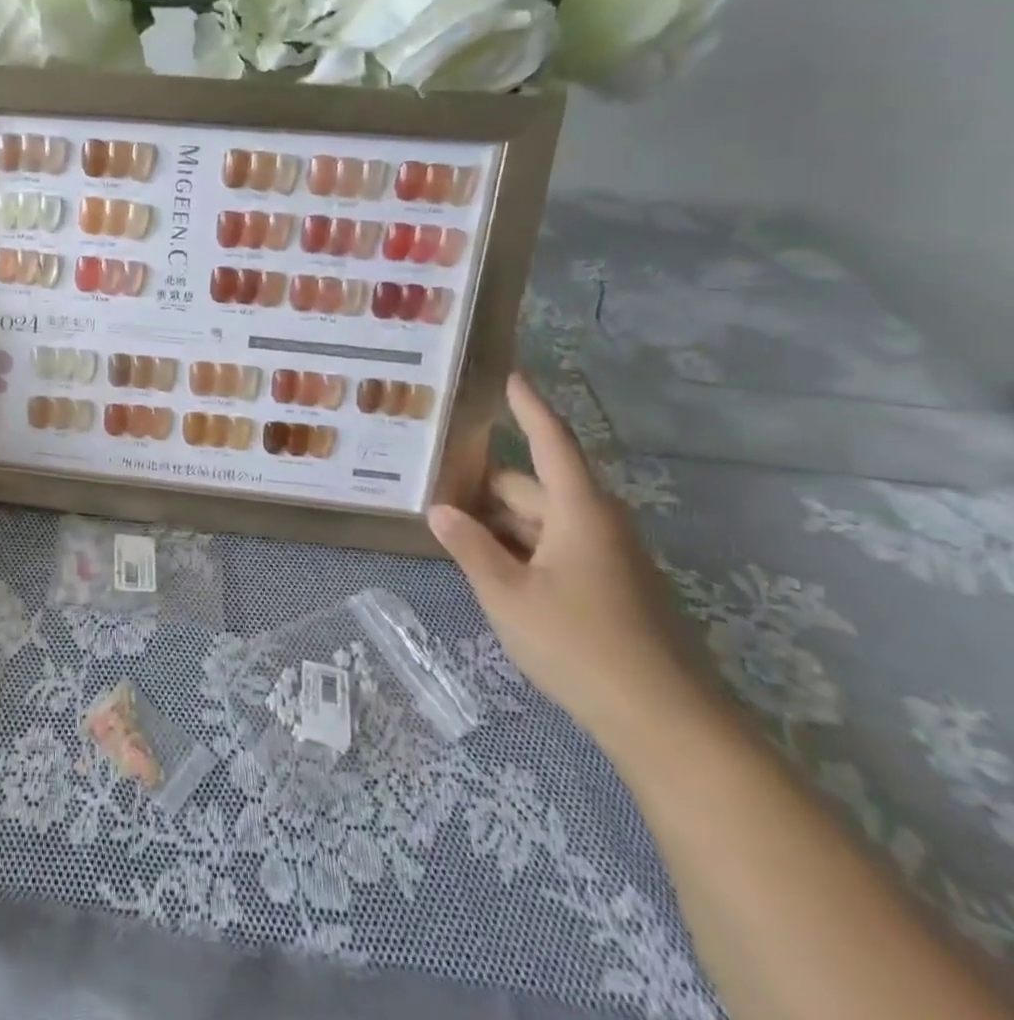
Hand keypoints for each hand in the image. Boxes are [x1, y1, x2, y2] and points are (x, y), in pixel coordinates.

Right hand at [429, 372, 709, 744]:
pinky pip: (556, 548)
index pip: (550, 443)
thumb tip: (439, 510)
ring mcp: (609, 559)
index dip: (528, 407)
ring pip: (542, 521)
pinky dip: (520, 548)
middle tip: (433, 491)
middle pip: (533, 486)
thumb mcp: (507, 594)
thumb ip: (469, 546)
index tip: (510, 375)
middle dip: (484, 488)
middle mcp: (598, 525)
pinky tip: (490, 570)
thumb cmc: (580, 645)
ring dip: (499, 523)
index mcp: (579, 512)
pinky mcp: (613, 589)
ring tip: (452, 533)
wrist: (667, 725)